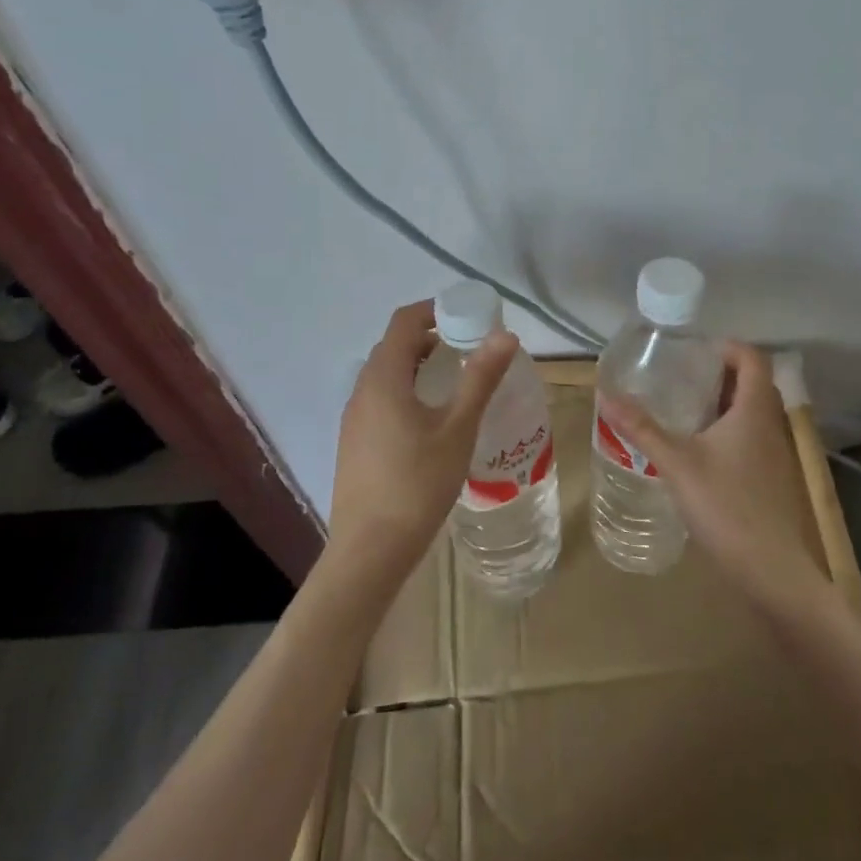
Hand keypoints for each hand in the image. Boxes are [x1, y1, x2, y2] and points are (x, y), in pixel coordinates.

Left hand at [327, 299, 518, 585]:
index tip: (468, 315)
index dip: (434, 310)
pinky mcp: (355, 443)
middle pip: (395, 347)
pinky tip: (432, 420)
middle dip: (431, 338)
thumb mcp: (458, 428)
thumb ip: (480, 378)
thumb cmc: (418, 483)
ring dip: (420, 366)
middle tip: (470, 348)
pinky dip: (408, 391)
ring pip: (387, 375)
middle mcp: (362, 390)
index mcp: (384, 378)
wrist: (369, 551)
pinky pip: (381, 399)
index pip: (404, 322)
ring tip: (457, 382)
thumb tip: (505, 334)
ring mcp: (354, 418)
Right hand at [598, 342, 831, 617]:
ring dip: (724, 404)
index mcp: (754, 410)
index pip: (753, 359)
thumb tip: (605, 394)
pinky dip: (728, 431)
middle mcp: (770, 425)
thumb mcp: (677, 463)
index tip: (695, 350)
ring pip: (752, 414)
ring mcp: (775, 455)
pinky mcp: (770, 479)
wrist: (771, 571)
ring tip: (685, 408)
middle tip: (683, 376)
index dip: (728, 347)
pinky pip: (751, 439)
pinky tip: (699, 451)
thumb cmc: (726, 506)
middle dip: (721, 374)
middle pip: (754, 384)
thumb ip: (642, 428)